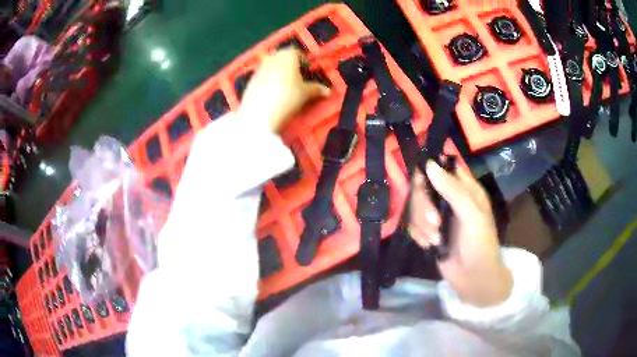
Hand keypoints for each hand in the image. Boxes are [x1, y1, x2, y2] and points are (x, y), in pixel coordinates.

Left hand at [237, 48, 330, 132]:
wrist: (260, 113)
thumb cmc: (287, 97)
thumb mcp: (305, 93)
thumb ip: (316, 89)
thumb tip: (327, 90)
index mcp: (288, 55)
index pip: (298, 53)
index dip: (304, 61)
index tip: (307, 71)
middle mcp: (272, 57)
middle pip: (283, 58)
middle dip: (290, 65)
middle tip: (297, 79)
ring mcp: (259, 67)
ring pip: (272, 66)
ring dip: (279, 73)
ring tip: (284, 88)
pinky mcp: (250, 79)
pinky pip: (263, 76)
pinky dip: (269, 81)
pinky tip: (272, 94)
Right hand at [408, 161, 512, 306]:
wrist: (474, 279)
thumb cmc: (480, 244)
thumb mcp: (471, 215)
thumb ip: (452, 190)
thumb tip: (429, 165)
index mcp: (465, 189)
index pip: (443, 168)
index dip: (430, 171)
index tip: (422, 184)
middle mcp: (450, 199)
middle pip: (423, 188)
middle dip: (425, 207)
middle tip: (435, 222)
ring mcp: (438, 216)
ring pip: (416, 207)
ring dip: (423, 225)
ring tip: (436, 239)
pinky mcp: (429, 232)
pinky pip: (413, 225)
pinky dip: (419, 235)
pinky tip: (430, 245)